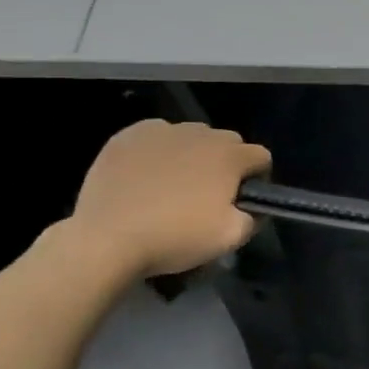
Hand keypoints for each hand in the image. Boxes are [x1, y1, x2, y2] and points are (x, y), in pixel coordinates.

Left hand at [69, 120, 271, 278]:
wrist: (107, 239)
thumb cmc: (174, 238)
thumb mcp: (229, 238)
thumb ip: (254, 218)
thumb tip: (253, 208)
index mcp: (230, 156)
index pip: (261, 157)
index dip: (257, 178)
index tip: (242, 200)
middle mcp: (202, 133)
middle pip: (228, 142)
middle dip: (226, 163)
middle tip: (208, 194)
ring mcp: (164, 130)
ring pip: (192, 136)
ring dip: (193, 154)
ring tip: (173, 184)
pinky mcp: (130, 134)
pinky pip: (157, 135)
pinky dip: (159, 149)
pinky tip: (146, 174)